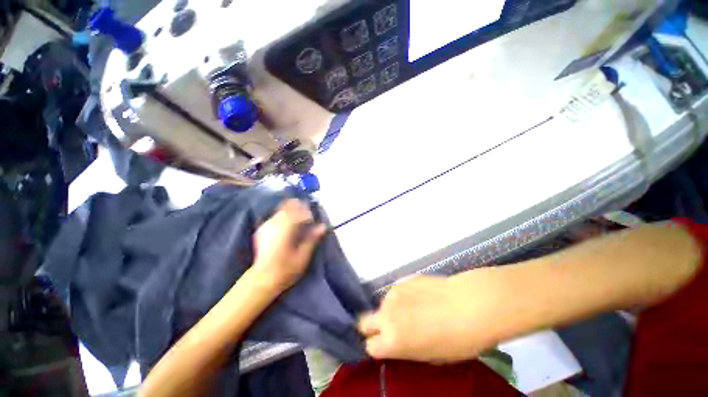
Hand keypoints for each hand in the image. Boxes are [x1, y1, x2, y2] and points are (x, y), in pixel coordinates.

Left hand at [252, 199, 326, 290]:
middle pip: (288, 206)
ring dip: (292, 212)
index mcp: (286, 228)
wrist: (262, 279)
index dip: (308, 213)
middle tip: (307, 218)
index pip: (300, 212)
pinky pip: (275, 217)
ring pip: (281, 210)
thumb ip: (312, 238)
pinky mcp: (261, 230)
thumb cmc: (286, 269)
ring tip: (298, 223)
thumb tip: (323, 226)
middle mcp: (275, 223)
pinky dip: (284, 217)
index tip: (313, 220)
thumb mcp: (303, 255)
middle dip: (299, 208)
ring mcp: (266, 225)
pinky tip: (287, 227)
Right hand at [359, 275, 496, 363]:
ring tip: (414, 311)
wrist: (471, 304)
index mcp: (392, 340)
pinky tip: (421, 298)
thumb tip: (396, 342)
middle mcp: (386, 314)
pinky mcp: (402, 280)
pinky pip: (396, 293)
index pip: (369, 346)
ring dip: (392, 310)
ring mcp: (393, 293)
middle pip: (364, 321)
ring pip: (383, 305)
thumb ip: (405, 349)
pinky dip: (403, 298)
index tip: (386, 347)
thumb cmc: (457, 340)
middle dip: (373, 327)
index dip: (378, 347)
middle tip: (391, 329)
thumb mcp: (429, 357)